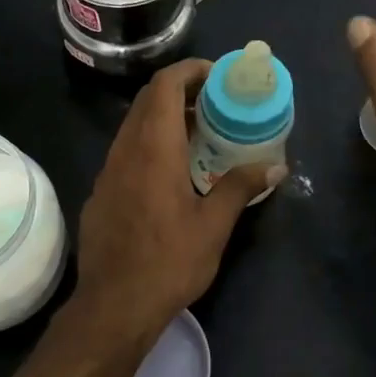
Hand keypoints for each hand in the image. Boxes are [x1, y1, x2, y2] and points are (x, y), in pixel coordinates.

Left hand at [73, 59, 281, 337]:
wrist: (113, 305)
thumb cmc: (168, 262)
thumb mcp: (213, 226)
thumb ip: (240, 188)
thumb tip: (275, 166)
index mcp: (154, 149)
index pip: (164, 86)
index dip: (189, 71)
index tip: (217, 76)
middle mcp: (125, 150)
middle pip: (147, 100)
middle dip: (180, 91)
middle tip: (215, 103)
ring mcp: (107, 171)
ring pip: (134, 126)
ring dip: (164, 118)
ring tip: (199, 134)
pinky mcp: (100, 192)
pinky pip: (125, 151)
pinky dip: (149, 144)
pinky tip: (171, 172)